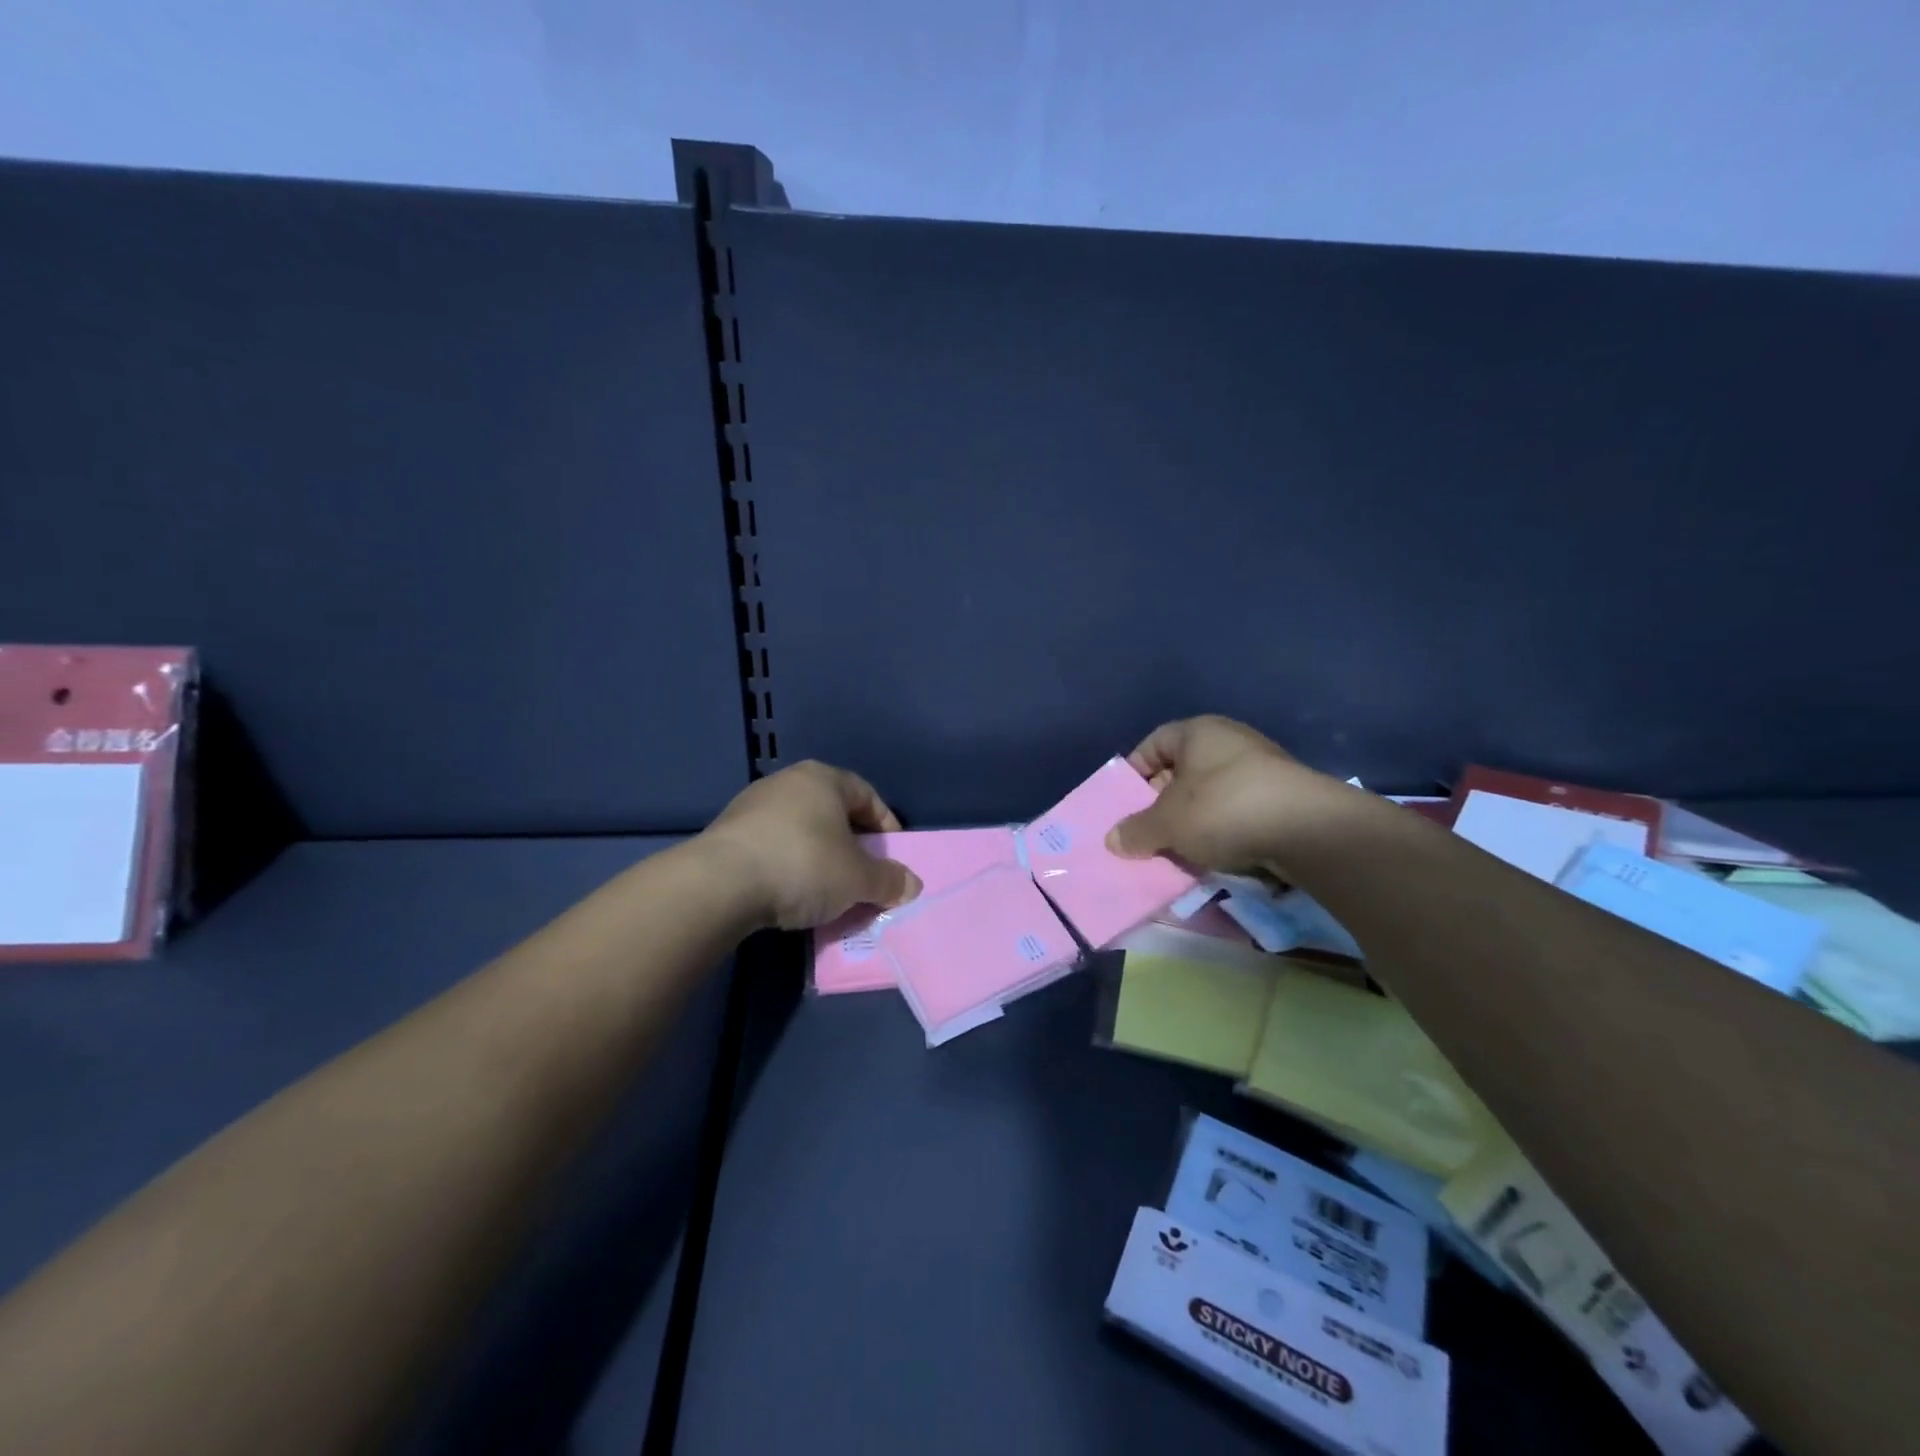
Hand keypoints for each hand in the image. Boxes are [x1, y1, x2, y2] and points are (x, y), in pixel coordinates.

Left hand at [700, 761, 922, 930]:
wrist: (720, 884)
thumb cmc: (803, 865)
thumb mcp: (857, 878)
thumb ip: (888, 880)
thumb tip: (912, 886)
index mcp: (823, 778)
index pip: (866, 795)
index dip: (886, 825)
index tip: (893, 856)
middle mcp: (787, 782)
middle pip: (832, 812)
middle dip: (852, 845)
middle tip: (863, 875)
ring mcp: (752, 806)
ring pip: (801, 830)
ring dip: (819, 857)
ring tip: (827, 891)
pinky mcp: (727, 834)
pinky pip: (772, 847)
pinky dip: (788, 867)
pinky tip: (790, 894)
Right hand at [1105, 715, 1347, 872]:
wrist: (1309, 830)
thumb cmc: (1223, 808)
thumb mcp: (1167, 823)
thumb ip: (1136, 830)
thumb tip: (1112, 840)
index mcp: (1198, 731)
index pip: (1153, 744)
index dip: (1133, 772)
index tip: (1123, 802)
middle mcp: (1230, 740)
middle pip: (1181, 769)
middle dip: (1161, 801)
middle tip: (1146, 831)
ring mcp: (1261, 767)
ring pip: (1210, 793)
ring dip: (1192, 820)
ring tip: (1177, 849)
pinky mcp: (1283, 797)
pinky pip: (1238, 810)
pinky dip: (1222, 830)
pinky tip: (1214, 855)